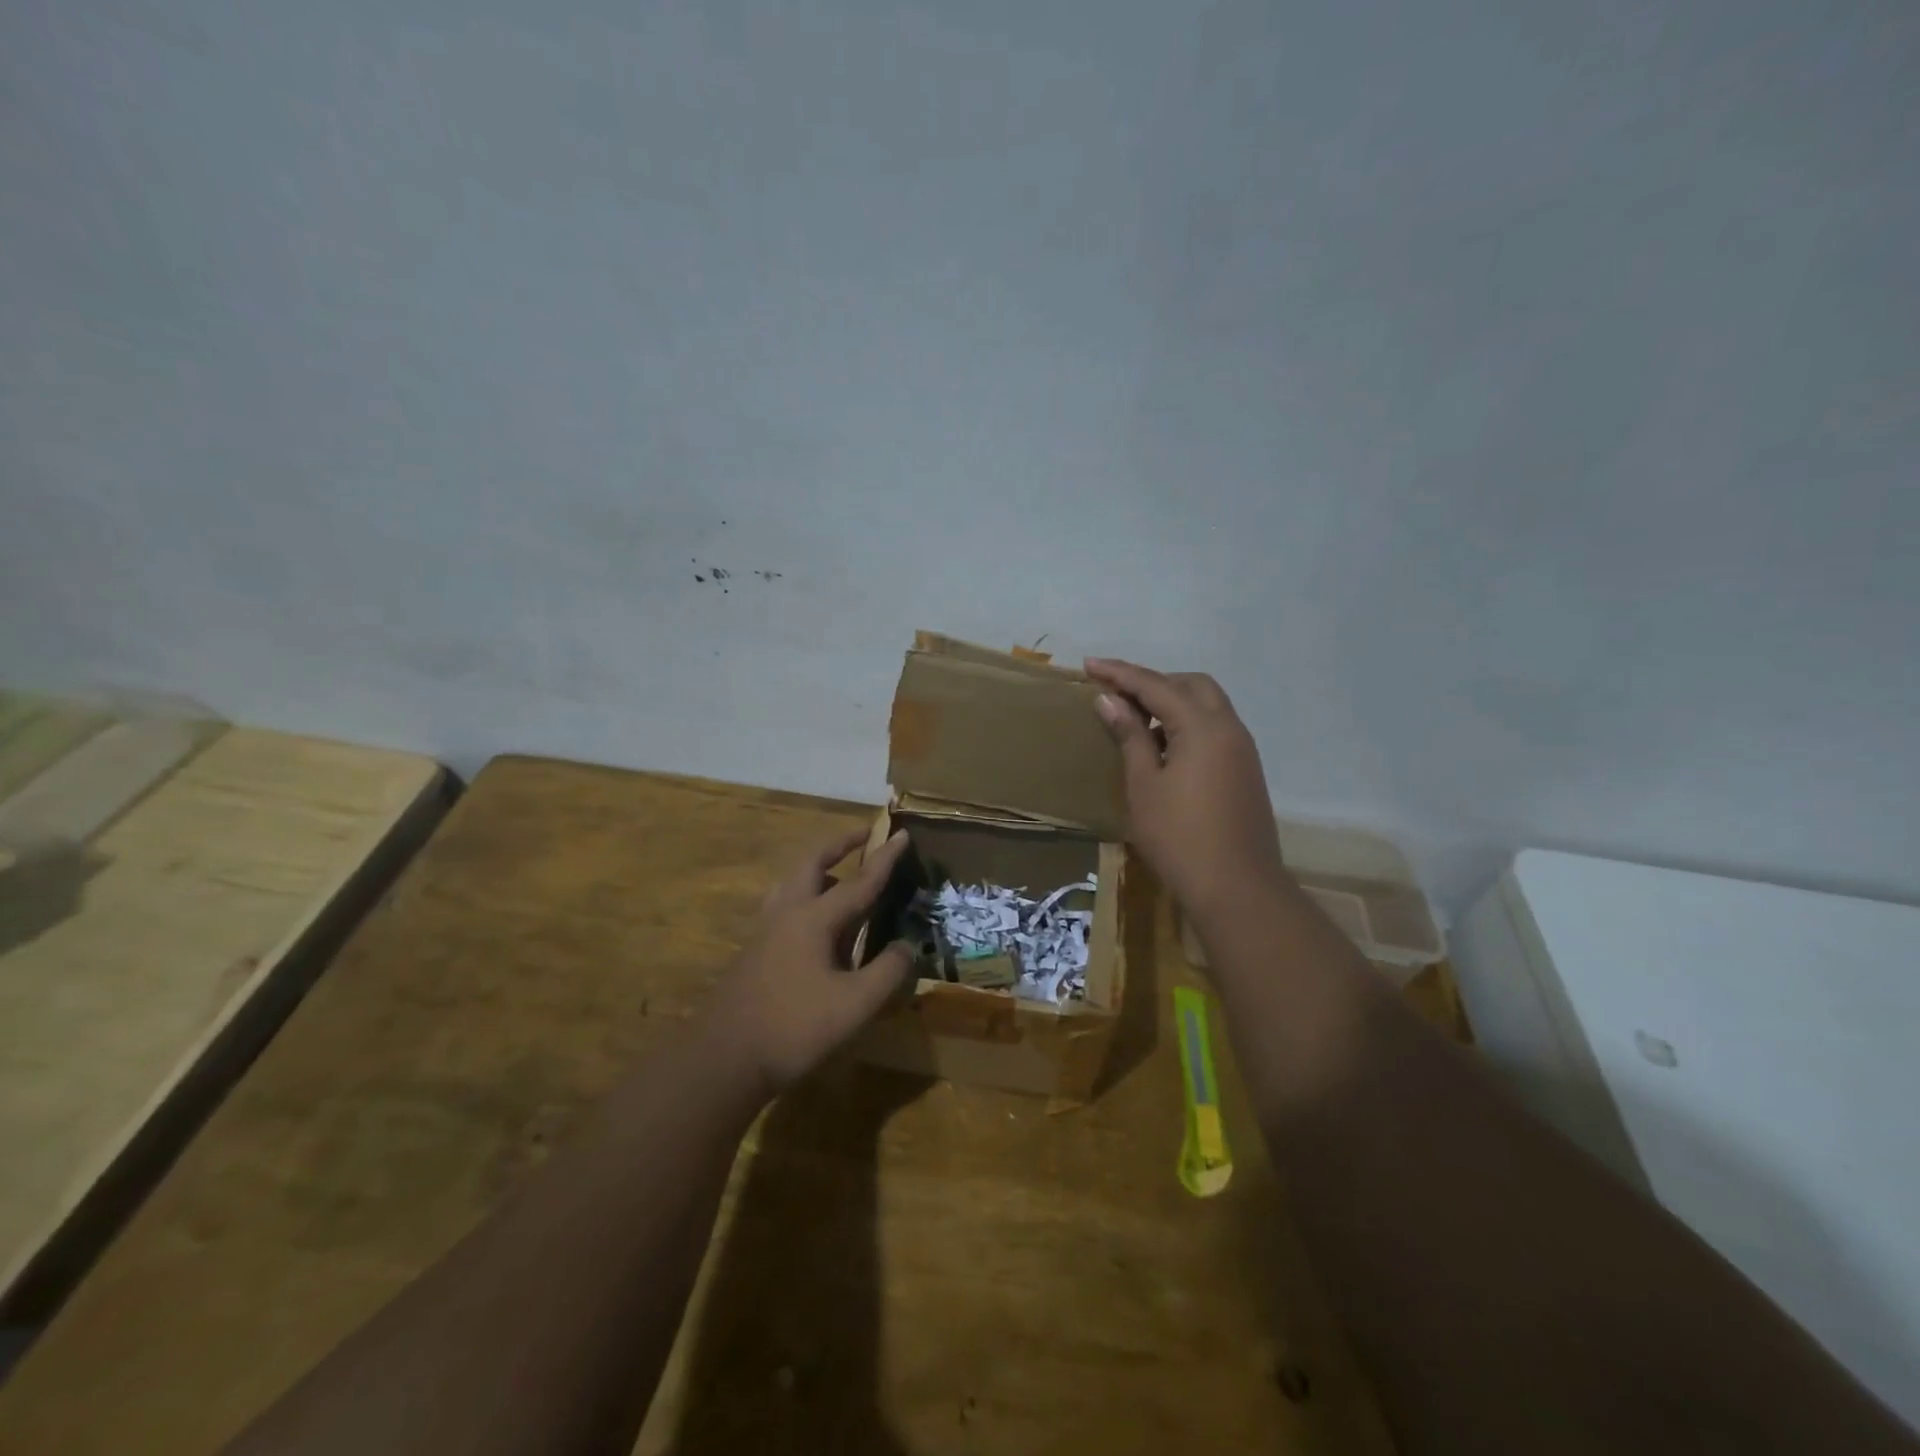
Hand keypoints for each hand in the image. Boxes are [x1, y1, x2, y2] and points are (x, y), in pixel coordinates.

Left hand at [705, 827, 915, 1095]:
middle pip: (812, 863)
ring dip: (818, 869)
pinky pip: (784, 906)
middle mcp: (787, 913)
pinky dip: (806, 896)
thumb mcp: (855, 1005)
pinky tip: (814, 923)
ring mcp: (766, 931)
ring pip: (792, 883)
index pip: (859, 881)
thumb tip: (908, 945)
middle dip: (839, 844)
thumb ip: (888, 972)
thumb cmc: (794, 1027)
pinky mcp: (755, 951)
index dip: (884, 858)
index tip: (902, 833)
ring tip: (839, 875)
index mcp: (814, 918)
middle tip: (864, 836)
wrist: (723, 1059)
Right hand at [1084, 659, 1284, 921]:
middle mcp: (1229, 728)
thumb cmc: (1179, 837)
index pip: (1156, 686)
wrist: (1237, 887)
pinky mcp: (1245, 770)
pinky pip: (1214, 729)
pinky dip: (1187, 724)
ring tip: (1136, 722)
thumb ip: (1130, 736)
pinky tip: (1163, 749)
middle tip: (1118, 695)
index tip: (1089, 664)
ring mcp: (1242, 749)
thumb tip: (1109, 700)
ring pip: (1207, 706)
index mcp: (1203, 726)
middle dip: (1153, 682)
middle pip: (1191, 685)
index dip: (1120, 673)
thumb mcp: (1144, 785)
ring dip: (1172, 703)